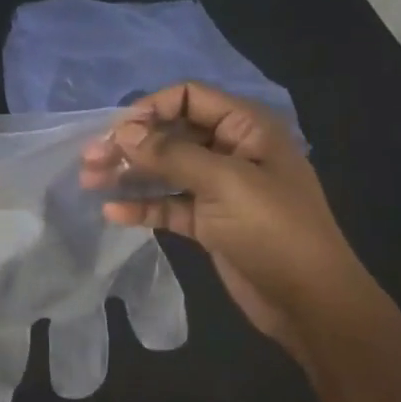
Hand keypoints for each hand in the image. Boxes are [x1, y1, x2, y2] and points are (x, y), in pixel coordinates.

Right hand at [80, 83, 365, 351]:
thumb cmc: (274, 230)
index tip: (116, 132)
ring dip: (129, 173)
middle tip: (89, 158)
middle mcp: (232, 151)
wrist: (311, 303)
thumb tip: (122, 131)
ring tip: (89, 181)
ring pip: (165, 170)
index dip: (151, 108)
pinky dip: (142, 205)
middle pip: (171, 134)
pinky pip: (169, 204)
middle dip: (131, 143)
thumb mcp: (224, 183)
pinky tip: (113, 212)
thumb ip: (170, 154)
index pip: (189, 98)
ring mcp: (219, 188)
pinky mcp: (209, 222)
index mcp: (246, 129)